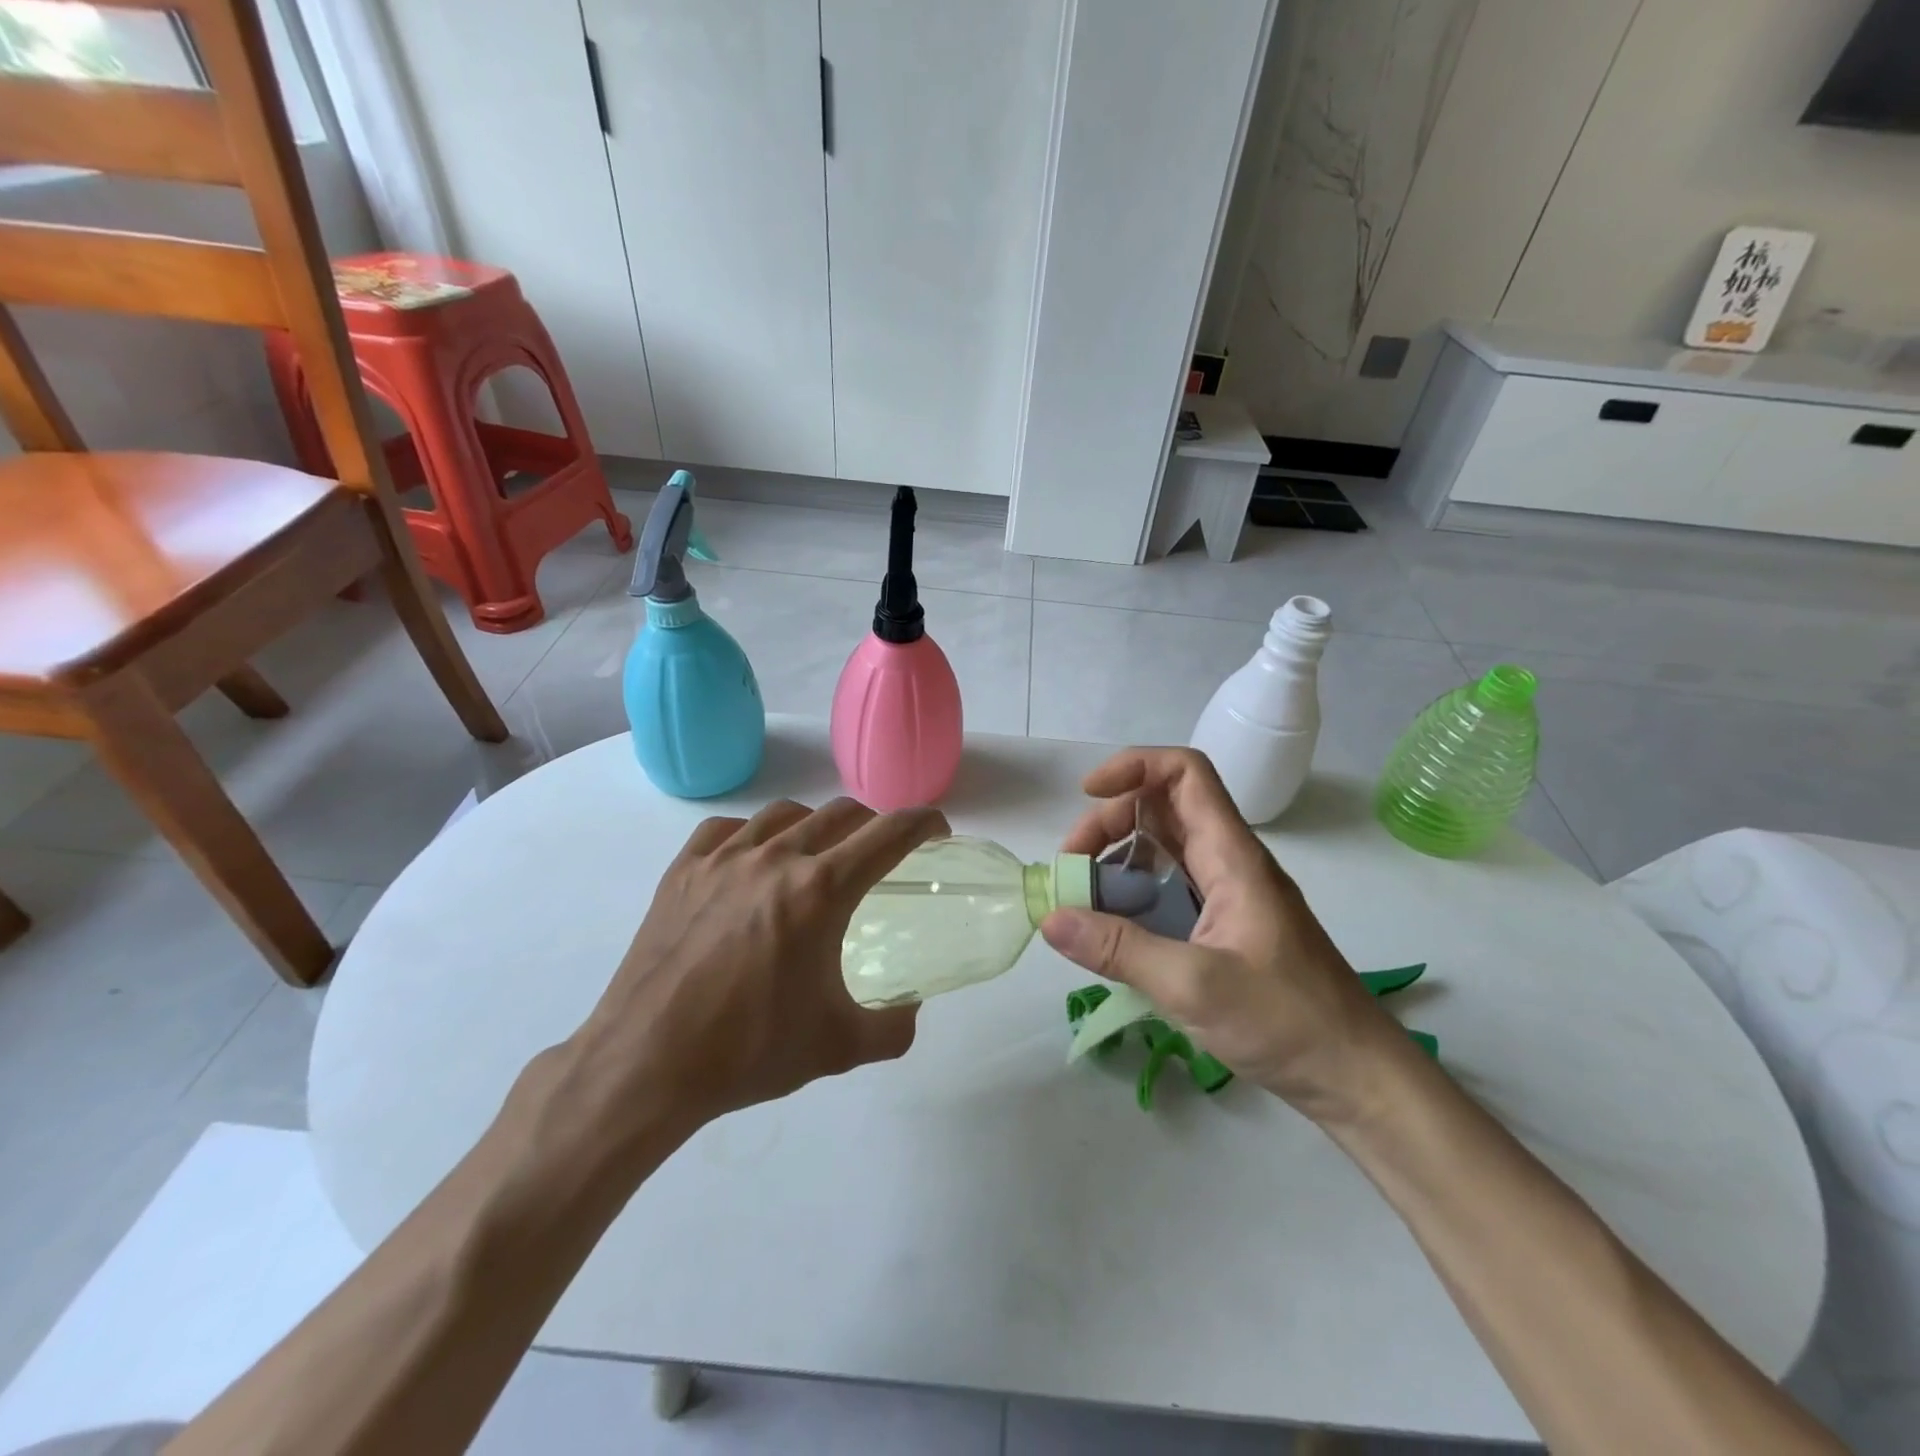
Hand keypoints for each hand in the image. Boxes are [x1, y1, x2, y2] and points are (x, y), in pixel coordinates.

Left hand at [566, 798, 947, 1136]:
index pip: (888, 835)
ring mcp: (723, 858)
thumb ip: (893, 1027)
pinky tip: (753, 859)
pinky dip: (754, 834)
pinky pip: (728, 829)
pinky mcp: (682, 870)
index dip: (922, 824)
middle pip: (840, 814)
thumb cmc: (748, 1052)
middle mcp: (776, 858)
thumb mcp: (838, 1047)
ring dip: (816, 825)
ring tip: (818, 854)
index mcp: (820, 890)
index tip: (936, 830)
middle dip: (873, 824)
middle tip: (881, 852)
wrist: (646, 1064)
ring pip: (785, 814)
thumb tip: (911, 1009)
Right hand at [1041, 747, 1405, 1122]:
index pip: (1185, 774)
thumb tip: (1050, 919)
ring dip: (1116, 862)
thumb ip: (1120, 949)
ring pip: (1161, 850)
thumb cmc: (1287, 1020)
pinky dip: (1131, 897)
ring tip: (1083, 902)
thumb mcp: (1194, 985)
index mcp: (1231, 856)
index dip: (1134, 766)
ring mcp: (1225, 894)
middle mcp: (1227, 862)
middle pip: (1161, 808)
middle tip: (1073, 870)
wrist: (1355, 1076)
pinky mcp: (1221, 926)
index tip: (1086, 796)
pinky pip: (1167, 890)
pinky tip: (1111, 934)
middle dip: (1108, 823)